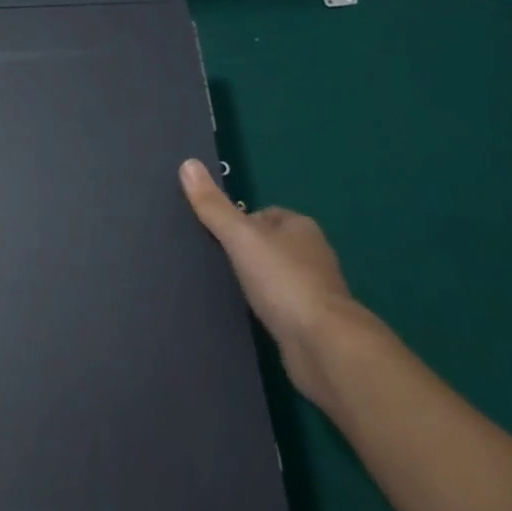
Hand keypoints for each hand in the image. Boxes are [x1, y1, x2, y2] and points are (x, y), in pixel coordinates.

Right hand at [179, 158, 367, 398]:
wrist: (324, 346)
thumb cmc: (283, 281)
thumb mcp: (240, 236)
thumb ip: (213, 206)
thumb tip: (187, 164)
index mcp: (301, 227)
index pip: (263, 214)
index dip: (238, 222)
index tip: (214, 235)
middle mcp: (313, 254)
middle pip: (269, 243)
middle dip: (246, 251)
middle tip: (213, 261)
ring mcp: (315, 290)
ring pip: (275, 275)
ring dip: (255, 281)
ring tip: (224, 287)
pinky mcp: (312, 322)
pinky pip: (280, 304)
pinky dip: (265, 306)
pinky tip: (246, 313)